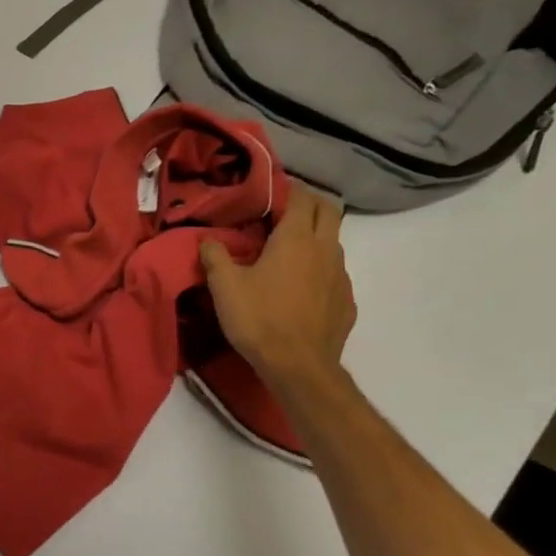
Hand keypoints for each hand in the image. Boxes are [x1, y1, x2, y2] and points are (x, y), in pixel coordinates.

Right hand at [201, 186, 354, 394]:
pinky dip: (321, 269)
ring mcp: (341, 276)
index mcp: (296, 239)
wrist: (299, 368)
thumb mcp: (224, 287)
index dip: (290, 188)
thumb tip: (207, 240)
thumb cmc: (259, 319)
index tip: (273, 189)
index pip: (302, 198)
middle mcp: (325, 250)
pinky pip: (336, 274)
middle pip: (329, 210)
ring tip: (292, 249)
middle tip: (287, 208)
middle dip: (311, 202)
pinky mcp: (347, 302)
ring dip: (317, 236)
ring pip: (334, 242)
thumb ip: (215, 256)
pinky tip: (303, 286)